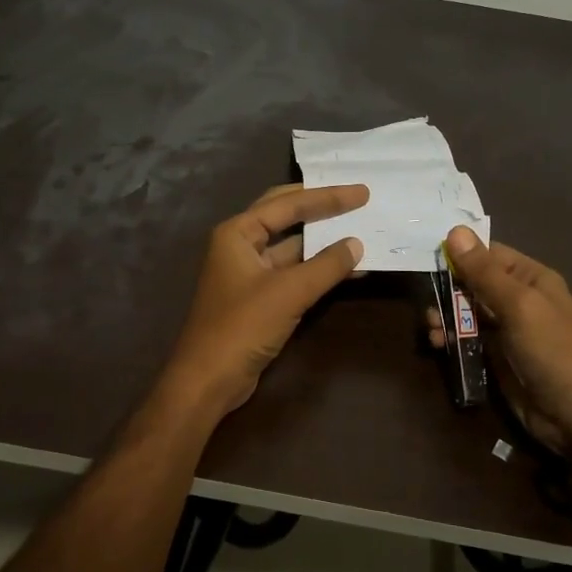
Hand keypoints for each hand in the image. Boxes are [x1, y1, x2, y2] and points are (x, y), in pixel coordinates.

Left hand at [162, 184, 368, 414]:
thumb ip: (326, 265)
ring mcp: (249, 273)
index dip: (327, 196)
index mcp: (237, 233)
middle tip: (358, 200)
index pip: (287, 203)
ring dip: (323, 241)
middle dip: (322, 209)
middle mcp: (240, 246)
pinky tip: (348, 269)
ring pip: (292, 247)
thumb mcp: (288, 292)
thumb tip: (357, 244)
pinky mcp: (259, 298)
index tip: (362, 192)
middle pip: (286, 217)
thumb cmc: (242, 327)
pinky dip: (318, 268)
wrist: (209, 380)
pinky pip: (293, 273)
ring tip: (361, 231)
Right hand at [429, 227, 571, 455]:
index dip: (459, 255)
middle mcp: (518, 300)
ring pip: (465, 312)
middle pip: (472, 283)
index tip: (428, 258)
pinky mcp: (495, 358)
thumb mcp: (518, 305)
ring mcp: (506, 330)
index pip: (488, 255)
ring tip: (432, 328)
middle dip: (447, 290)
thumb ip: (483, 272)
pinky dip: (450, 338)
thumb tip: (455, 231)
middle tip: (428, 302)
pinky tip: (438, 344)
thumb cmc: (552, 349)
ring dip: (445, 316)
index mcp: (530, 278)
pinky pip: (467, 339)